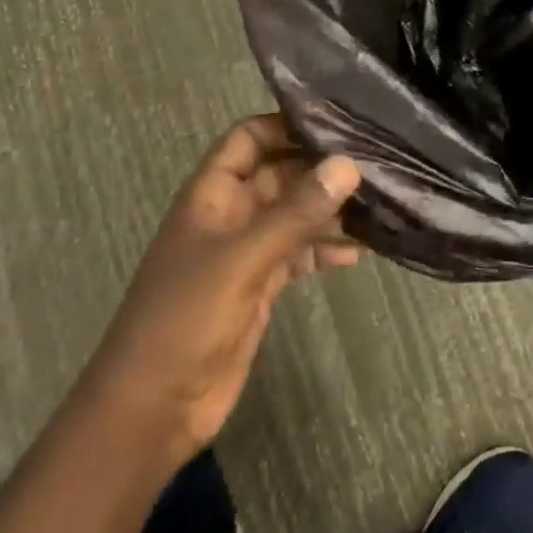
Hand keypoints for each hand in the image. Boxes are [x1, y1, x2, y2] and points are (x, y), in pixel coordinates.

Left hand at [84, 115, 363, 459]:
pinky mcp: (261, 286)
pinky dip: (325, 249)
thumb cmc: (184, 319)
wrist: (152, 410)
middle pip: (279, 174)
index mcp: (211, 194)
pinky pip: (299, 253)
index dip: (285, 124)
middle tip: (375, 161)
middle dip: (320, 168)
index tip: (337, 121)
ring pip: (294, 214)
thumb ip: (296, 212)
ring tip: (379, 203)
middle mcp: (231, 214)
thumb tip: (348, 165)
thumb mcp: (242, 259)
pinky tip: (359, 252)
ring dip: (329, 210)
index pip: (248, 138)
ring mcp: (246, 251)